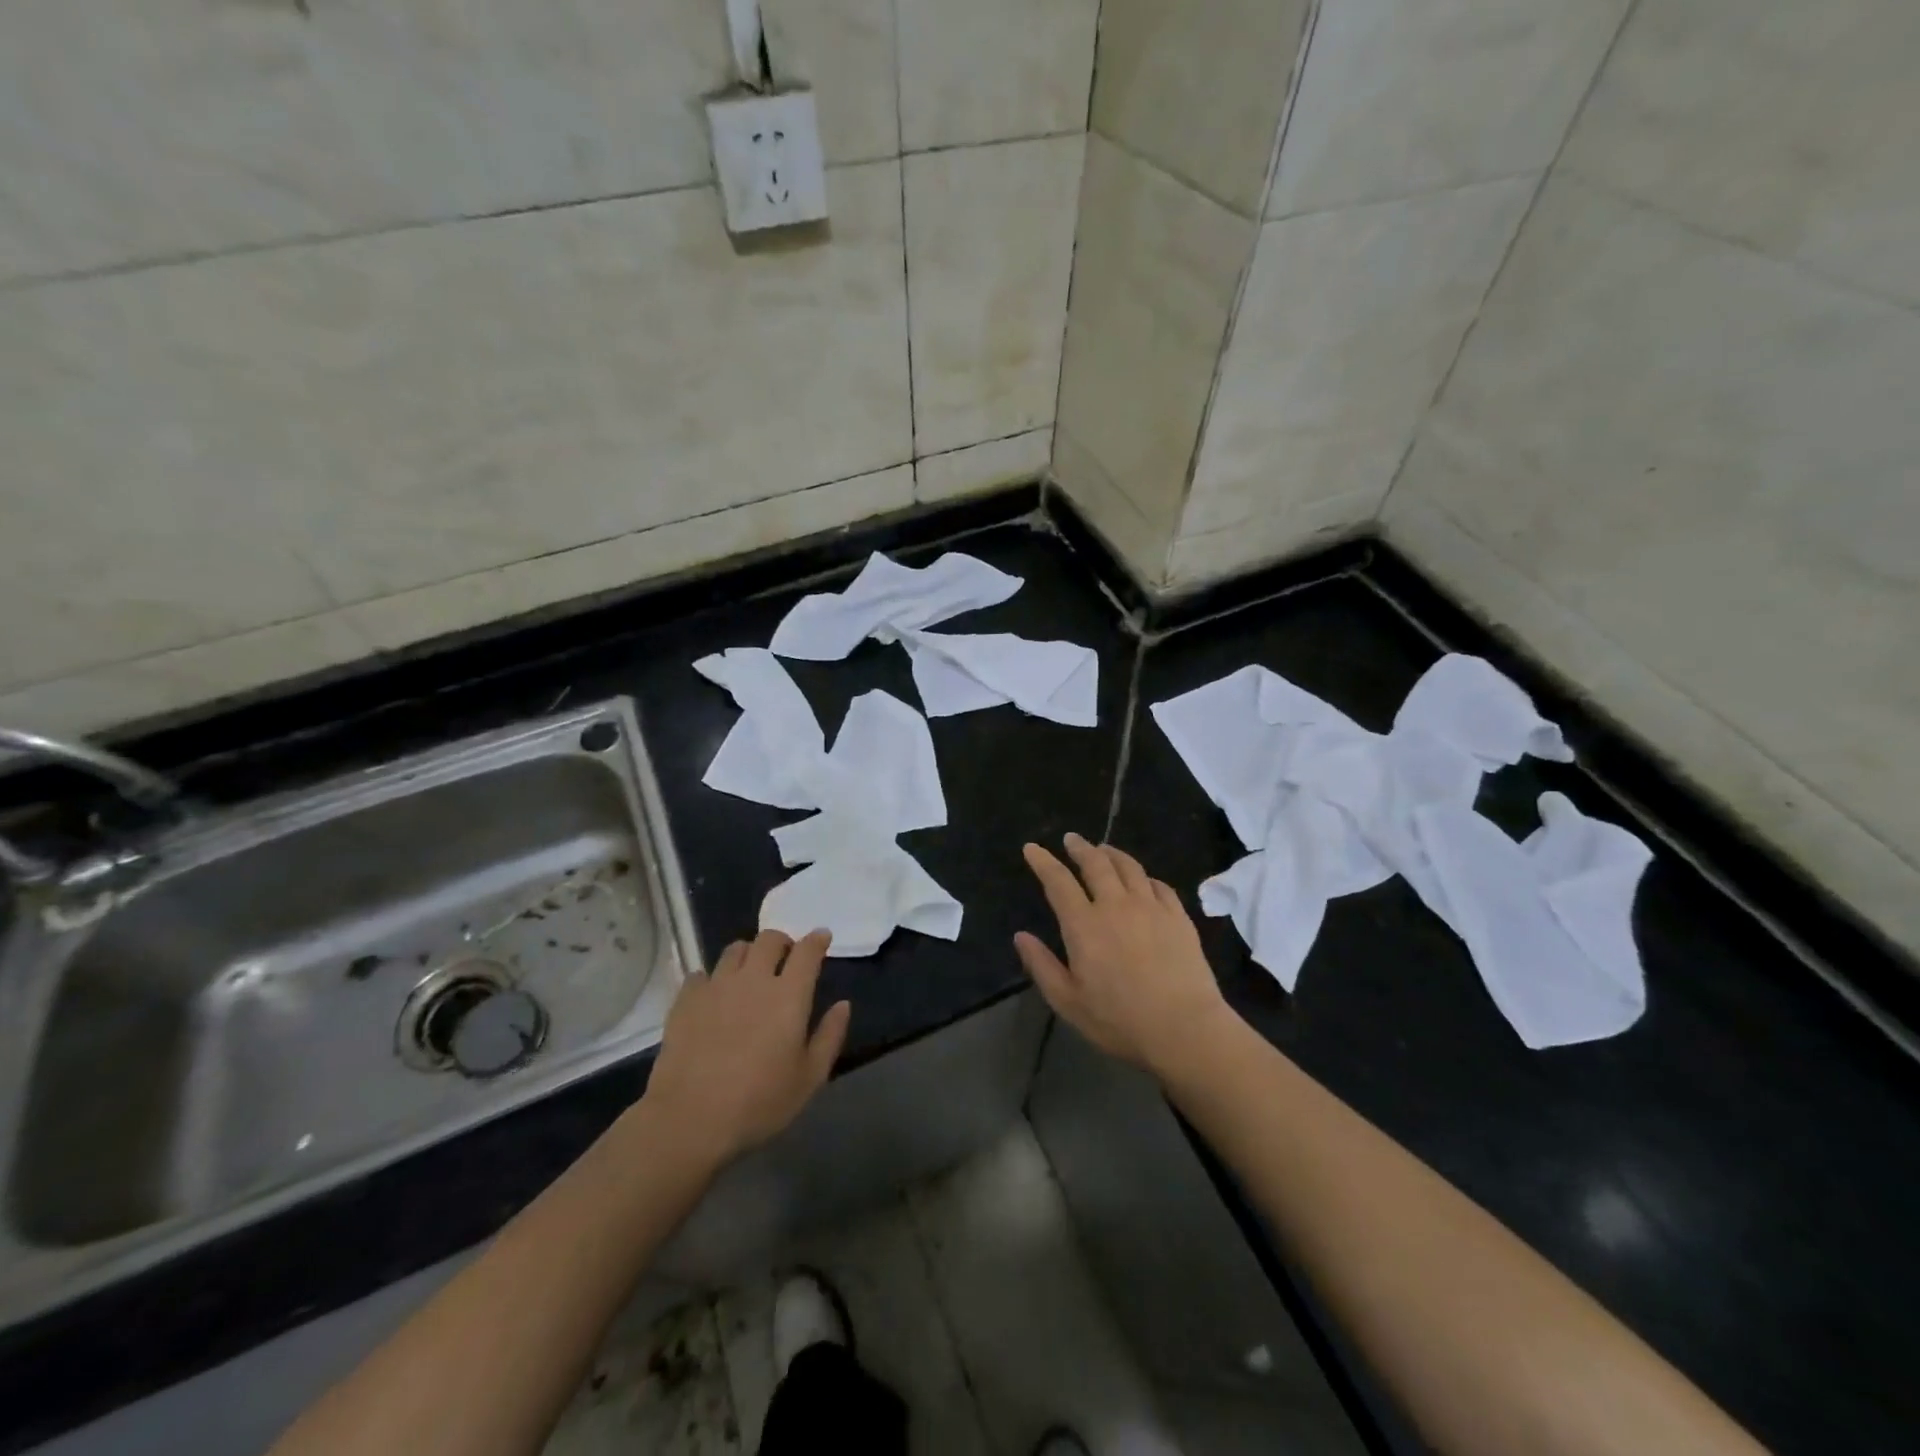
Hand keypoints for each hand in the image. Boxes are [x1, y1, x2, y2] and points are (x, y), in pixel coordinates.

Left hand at [643, 929, 850, 1165]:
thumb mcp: (809, 1078)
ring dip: (749, 954)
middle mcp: (753, 979)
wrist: (689, 1119)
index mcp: (788, 995)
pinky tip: (714, 997)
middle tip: (786, 958)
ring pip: (735, 950)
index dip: (817, 940)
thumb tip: (843, 1004)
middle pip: (769, 939)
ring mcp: (716, 986)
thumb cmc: (759, 1102)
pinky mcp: (686, 1000)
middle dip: (782, 942)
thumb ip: (830, 1036)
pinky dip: (712, 979)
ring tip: (750, 973)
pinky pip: (701, 974)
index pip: (807, 951)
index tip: (822, 937)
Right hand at [1015, 833, 1234, 1078]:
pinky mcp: (1178, 917)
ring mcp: (1151, 908)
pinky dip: (1145, 876)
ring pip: (1129, 867)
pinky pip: (1159, 885)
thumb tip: (1020, 936)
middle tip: (1071, 839)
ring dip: (1112, 854)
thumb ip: (1042, 966)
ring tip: (1104, 850)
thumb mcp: (1068, 1002)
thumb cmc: (1120, 1021)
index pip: (1058, 882)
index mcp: (1084, 925)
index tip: (1032, 848)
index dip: (1043, 861)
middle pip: (1096, 864)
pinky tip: (1143, 880)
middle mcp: (1116, 906)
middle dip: (1080, 847)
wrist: (1185, 1029)